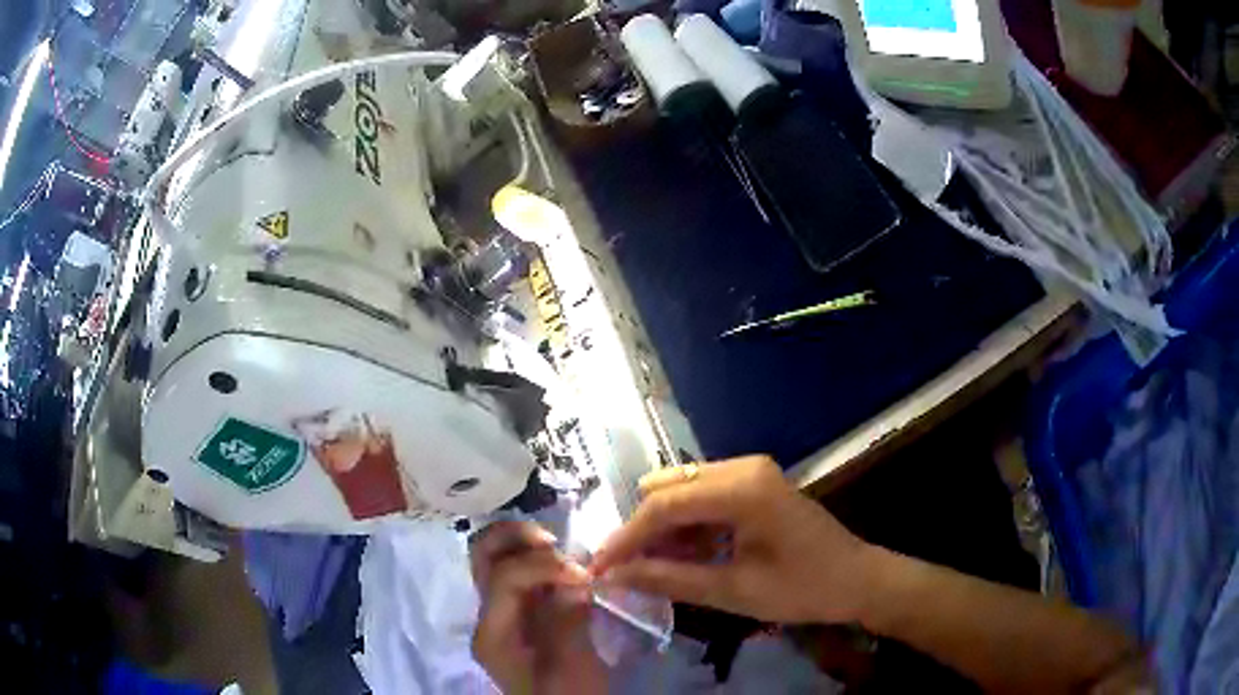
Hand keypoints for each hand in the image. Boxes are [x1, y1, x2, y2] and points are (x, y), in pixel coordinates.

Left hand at [470, 521, 607, 694]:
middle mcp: (487, 615)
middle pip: (482, 555)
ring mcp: (500, 612)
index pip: (503, 578)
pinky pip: (519, 571)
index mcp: (492, 632)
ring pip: (496, 557)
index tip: (583, 575)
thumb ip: (568, 620)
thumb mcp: (572, 664)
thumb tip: (575, 580)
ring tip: (564, 556)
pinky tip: (566, 568)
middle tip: (557, 544)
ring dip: (527, 544)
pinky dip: (539, 559)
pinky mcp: (519, 612)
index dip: (542, 566)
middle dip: (516, 537)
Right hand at [590, 455, 873, 624]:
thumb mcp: (732, 591)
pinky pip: (704, 498)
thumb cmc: (802, 588)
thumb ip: (669, 579)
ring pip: (683, 493)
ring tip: (655, 570)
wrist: (858, 580)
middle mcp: (742, 467)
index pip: (663, 506)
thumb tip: (614, 577)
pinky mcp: (754, 484)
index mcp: (741, 488)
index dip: (625, 538)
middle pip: (668, 491)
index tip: (597, 567)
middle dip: (643, 531)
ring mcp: (749, 472)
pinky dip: (688, 528)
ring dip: (665, 530)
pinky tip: (686, 558)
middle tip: (627, 571)